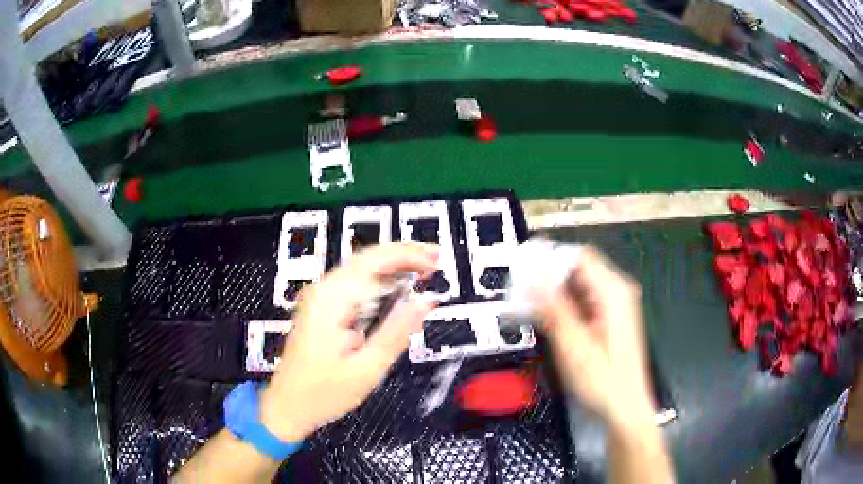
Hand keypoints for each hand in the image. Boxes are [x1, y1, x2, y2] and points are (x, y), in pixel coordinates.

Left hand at [259, 242, 438, 441]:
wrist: (287, 406)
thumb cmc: (323, 394)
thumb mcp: (366, 369)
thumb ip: (396, 332)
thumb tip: (425, 303)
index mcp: (330, 300)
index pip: (373, 260)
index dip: (408, 254)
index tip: (435, 261)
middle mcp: (322, 291)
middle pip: (367, 258)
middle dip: (404, 255)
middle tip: (436, 262)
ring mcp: (320, 298)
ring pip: (361, 269)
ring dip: (393, 267)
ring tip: (424, 272)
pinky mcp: (322, 309)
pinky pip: (355, 285)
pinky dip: (380, 282)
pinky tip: (397, 289)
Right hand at [533, 246, 653, 428]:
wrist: (624, 408)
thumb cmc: (604, 382)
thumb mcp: (575, 347)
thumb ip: (554, 309)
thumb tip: (531, 279)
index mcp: (613, 293)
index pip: (579, 256)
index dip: (549, 256)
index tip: (521, 266)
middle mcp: (616, 292)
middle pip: (578, 268)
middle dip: (547, 274)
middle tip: (517, 288)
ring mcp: (613, 305)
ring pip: (577, 284)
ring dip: (552, 290)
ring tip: (524, 302)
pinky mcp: (608, 318)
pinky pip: (581, 299)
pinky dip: (561, 304)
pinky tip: (544, 315)